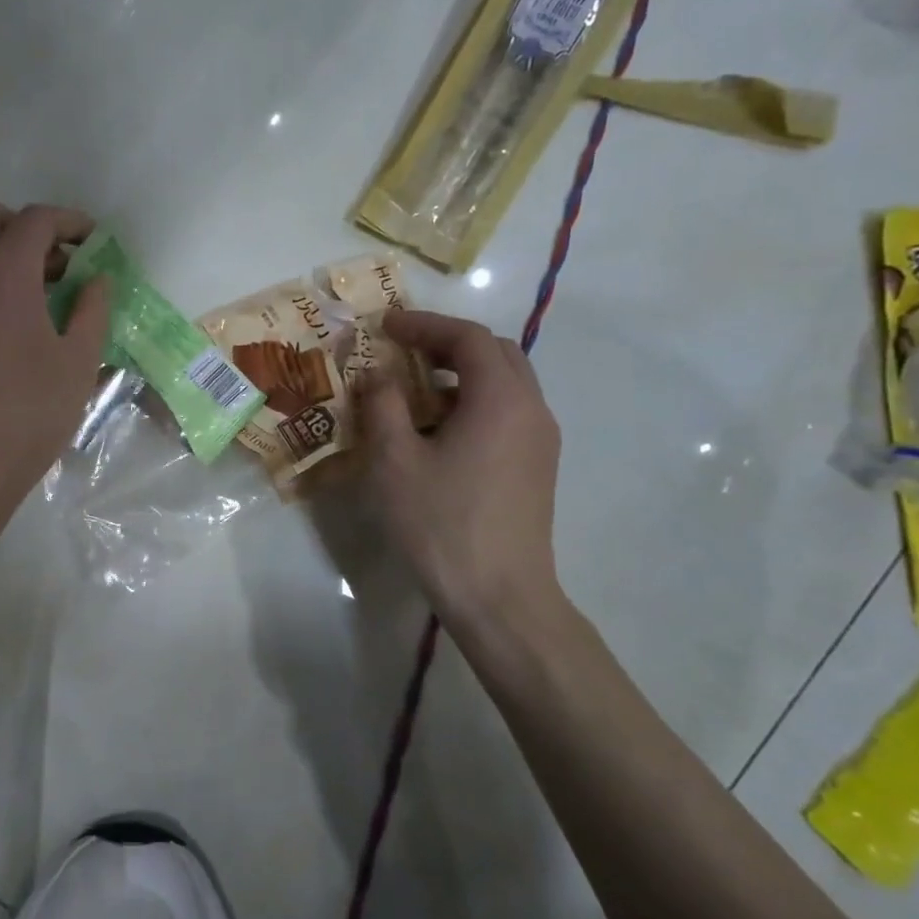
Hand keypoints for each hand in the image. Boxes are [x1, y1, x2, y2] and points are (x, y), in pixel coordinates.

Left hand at [0, 200, 109, 531]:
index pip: (36, 220)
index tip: (92, 242)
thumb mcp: (78, 363)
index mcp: (3, 276)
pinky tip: (0, 336)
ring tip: (34, 302)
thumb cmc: (29, 414)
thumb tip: (97, 281)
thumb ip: (92, 311)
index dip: (70, 222)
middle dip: (22, 225)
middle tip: (55, 263)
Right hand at [359, 309, 566, 649]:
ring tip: (415, 392)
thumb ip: (383, 405)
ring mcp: (540, 440)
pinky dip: (474, 403)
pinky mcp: (537, 467)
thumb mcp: (394, 460)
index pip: (467, 337)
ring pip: (505, 384)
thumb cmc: (441, 523)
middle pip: (495, 353)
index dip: (424, 324)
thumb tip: (378, 374)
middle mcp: (531, 409)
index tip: (386, 327)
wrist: (499, 595)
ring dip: (461, 374)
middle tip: (404, 351)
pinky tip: (439, 432)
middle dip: (448, 343)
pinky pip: (508, 413)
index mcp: (500, 398)